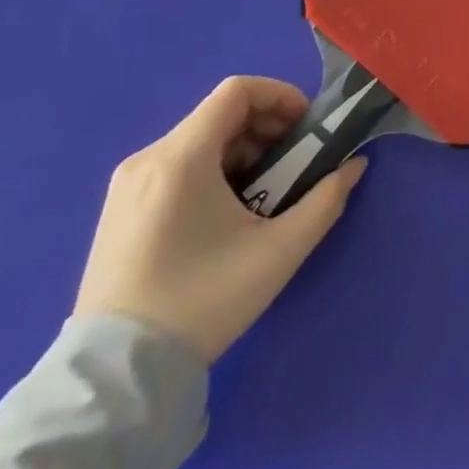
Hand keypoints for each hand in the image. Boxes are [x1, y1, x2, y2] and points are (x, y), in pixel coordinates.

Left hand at [74, 75, 367, 362]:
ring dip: (244, 150)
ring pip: (200, 140)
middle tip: (294, 164)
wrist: (116, 377)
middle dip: (268, 128)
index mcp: (181, 158)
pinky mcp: (119, 211)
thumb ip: (326, 200)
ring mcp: (126, 186)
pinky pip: (176, 165)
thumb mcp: (280, 251)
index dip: (281, 96)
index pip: (237, 91)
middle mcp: (148, 159)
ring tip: (265, 193)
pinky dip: (214, 169)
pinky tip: (228, 213)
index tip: (306, 128)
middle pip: (220, 114)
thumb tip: (353, 166)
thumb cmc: (203, 301)